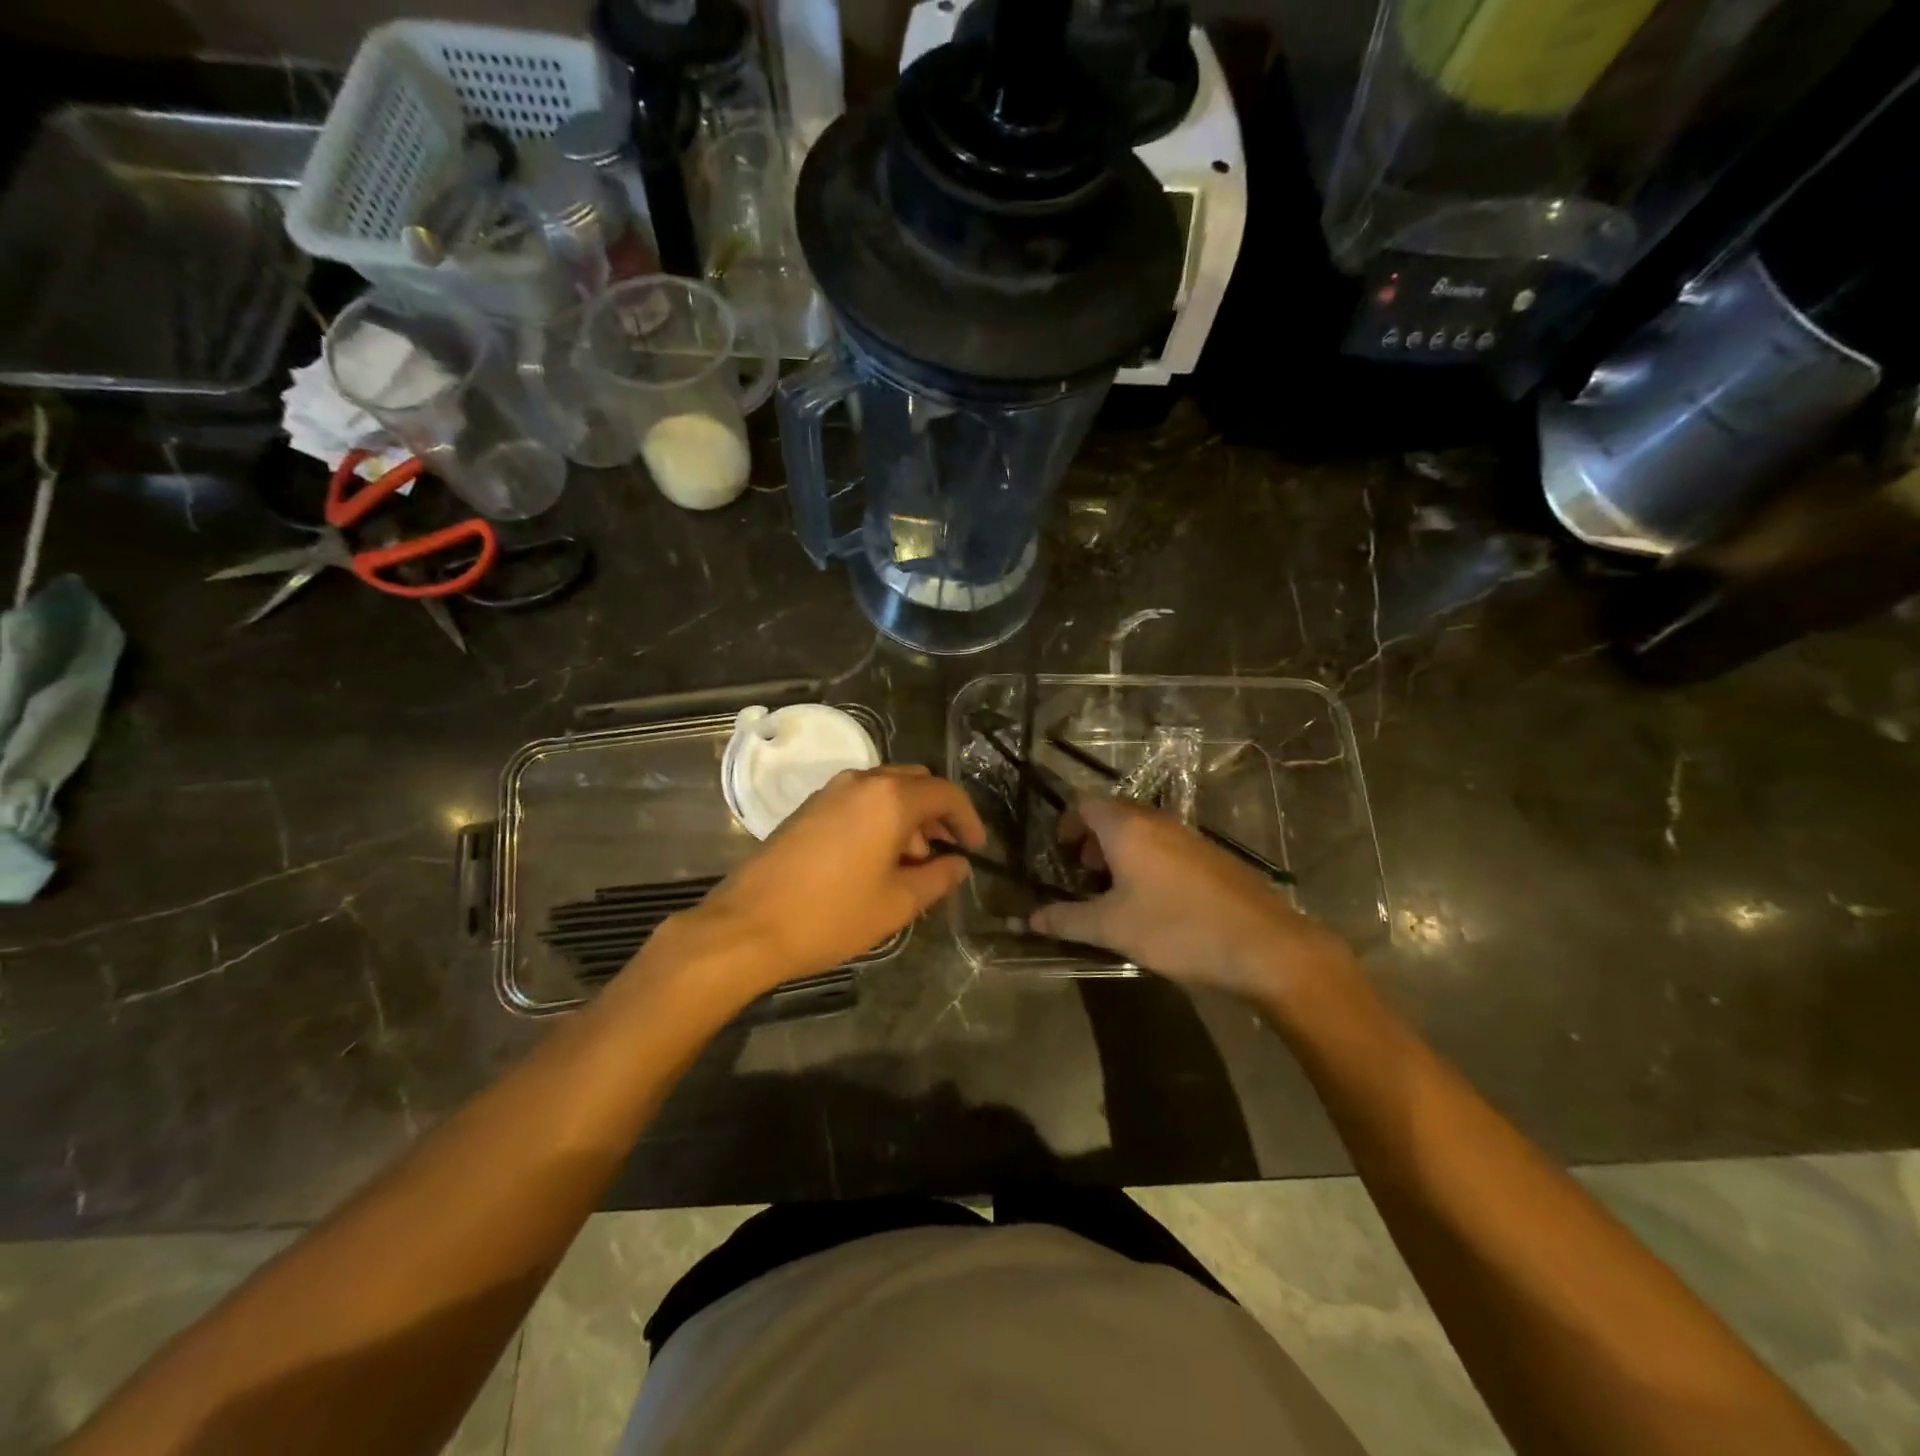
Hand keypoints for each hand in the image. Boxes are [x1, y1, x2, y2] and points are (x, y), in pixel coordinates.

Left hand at [684, 765, 986, 990]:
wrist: (748, 925)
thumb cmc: (832, 915)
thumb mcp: (897, 903)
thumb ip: (938, 878)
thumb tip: (958, 864)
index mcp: (890, 798)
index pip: (945, 793)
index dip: (968, 819)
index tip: (976, 848)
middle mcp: (861, 781)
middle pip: (915, 783)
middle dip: (937, 814)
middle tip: (947, 852)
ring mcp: (830, 791)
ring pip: (886, 790)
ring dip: (908, 817)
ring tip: (913, 864)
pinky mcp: (809, 807)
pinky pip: (859, 800)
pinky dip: (879, 818)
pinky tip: (877, 859)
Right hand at [1029, 796, 1357, 1005]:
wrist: (1265, 946)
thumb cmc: (1177, 929)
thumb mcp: (1113, 928)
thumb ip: (1067, 920)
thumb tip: (1029, 919)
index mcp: (1128, 828)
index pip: (1085, 803)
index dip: (1066, 824)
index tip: (1060, 855)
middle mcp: (1157, 821)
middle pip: (1113, 813)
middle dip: (1092, 838)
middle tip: (1083, 873)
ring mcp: (1188, 836)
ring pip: (1142, 829)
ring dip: (1120, 850)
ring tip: (1115, 891)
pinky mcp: (1211, 856)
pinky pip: (1165, 845)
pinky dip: (1147, 860)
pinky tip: (1153, 901)